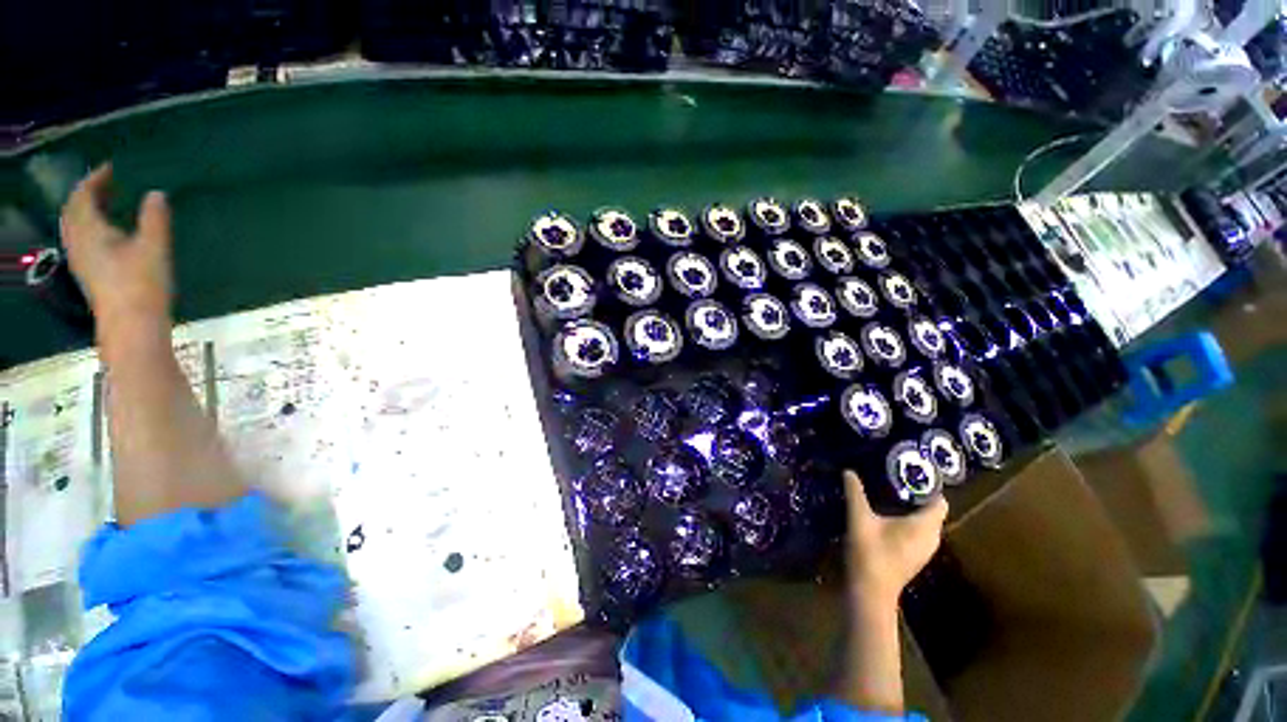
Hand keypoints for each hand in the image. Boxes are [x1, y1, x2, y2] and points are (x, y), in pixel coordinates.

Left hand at [61, 164, 172, 339]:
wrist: (132, 325)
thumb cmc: (142, 283)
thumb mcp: (154, 247)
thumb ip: (155, 218)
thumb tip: (156, 193)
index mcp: (90, 230)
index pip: (84, 196)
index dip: (95, 179)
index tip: (112, 168)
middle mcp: (78, 241)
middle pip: (73, 210)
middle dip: (87, 193)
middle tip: (107, 183)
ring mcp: (81, 259)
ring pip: (75, 226)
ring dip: (86, 210)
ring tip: (107, 203)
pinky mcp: (89, 272)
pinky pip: (81, 240)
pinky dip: (89, 227)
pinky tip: (106, 232)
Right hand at [843, 470, 947, 610]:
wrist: (871, 591)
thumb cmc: (870, 553)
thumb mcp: (859, 518)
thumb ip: (855, 493)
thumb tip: (849, 471)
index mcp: (925, 526)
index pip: (939, 501)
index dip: (928, 486)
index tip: (907, 472)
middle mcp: (932, 537)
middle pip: (932, 509)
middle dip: (916, 493)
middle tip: (894, 477)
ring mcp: (925, 549)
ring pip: (926, 521)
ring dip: (912, 507)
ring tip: (889, 491)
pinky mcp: (915, 555)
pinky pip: (919, 531)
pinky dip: (909, 520)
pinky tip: (888, 514)